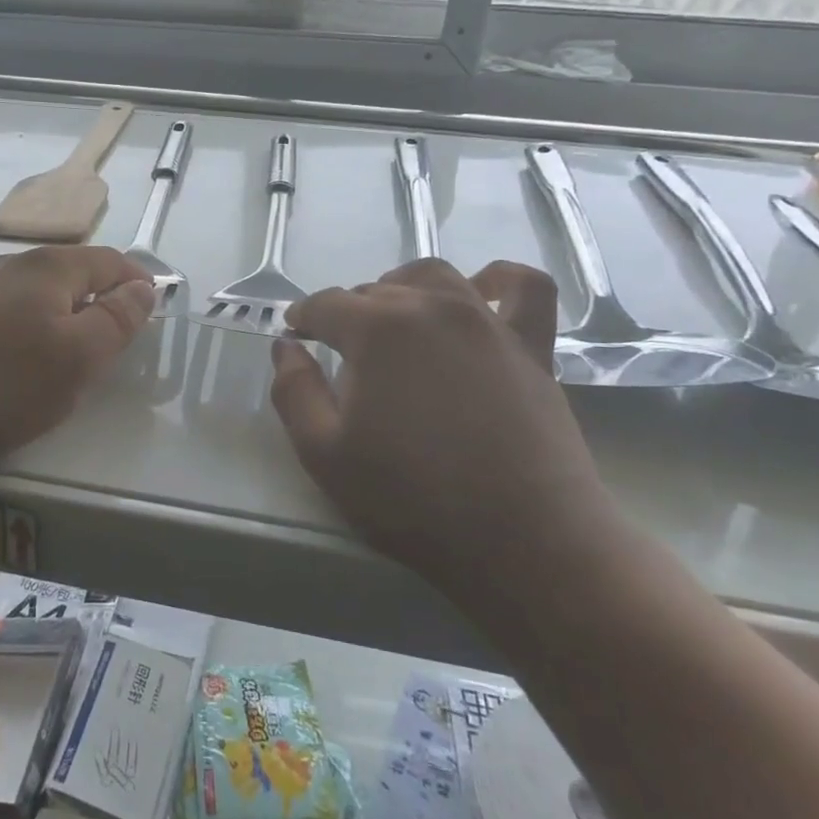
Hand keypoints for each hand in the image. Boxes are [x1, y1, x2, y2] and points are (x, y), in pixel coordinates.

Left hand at [0, 246, 153, 471]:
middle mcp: (11, 268)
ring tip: (73, 348)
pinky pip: (8, 313)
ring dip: (64, 313)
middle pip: (71, 272)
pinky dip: (31, 328)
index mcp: (49, 268)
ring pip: (37, 293)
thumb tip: (142, 287)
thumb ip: (117, 319)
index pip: (108, 260)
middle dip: (100, 296)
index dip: (137, 280)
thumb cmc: (4, 382)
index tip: (155, 306)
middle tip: (118, 334)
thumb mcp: (78, 356)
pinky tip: (21, 358)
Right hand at [270, 259, 611, 592]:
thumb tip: (287, 348)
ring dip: (403, 287)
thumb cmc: (412, 500)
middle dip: (348, 313)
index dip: (304, 318)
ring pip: (434, 277)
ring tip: (394, 321)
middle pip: (375, 290)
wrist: (523, 541)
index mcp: (376, 330)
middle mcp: (431, 307)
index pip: (326, 305)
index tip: (296, 336)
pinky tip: (482, 292)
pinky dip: (500, 280)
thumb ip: (294, 391)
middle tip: (341, 353)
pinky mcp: (531, 346)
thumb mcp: (324, 455)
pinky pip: (525, 288)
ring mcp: (487, 322)